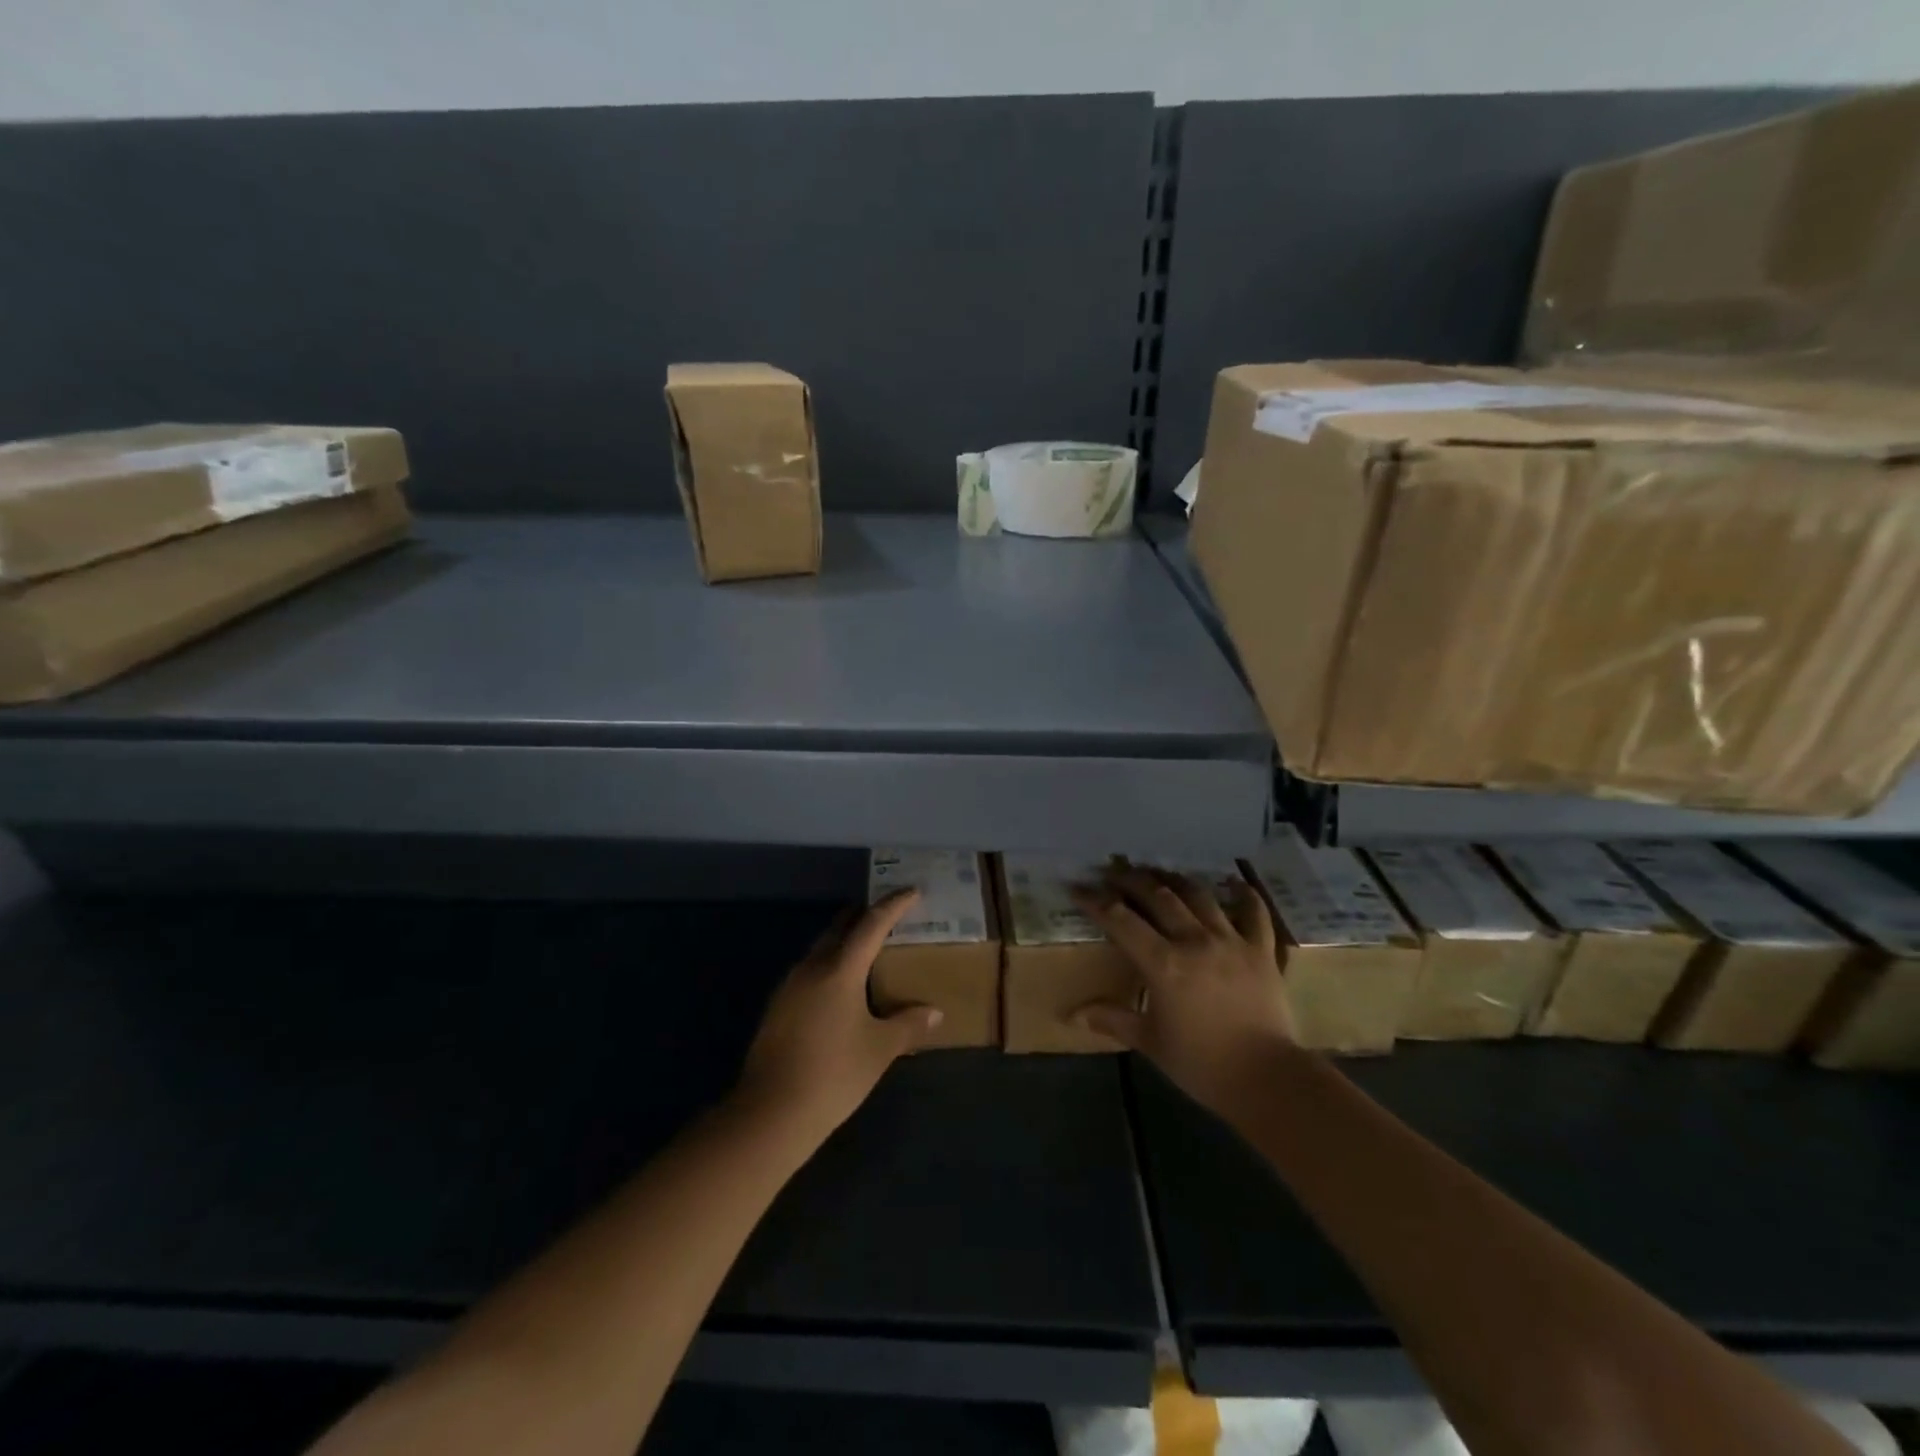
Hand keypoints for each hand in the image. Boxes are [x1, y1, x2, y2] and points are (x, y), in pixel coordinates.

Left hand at [732, 891, 942, 1144]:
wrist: (771, 1112)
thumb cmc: (834, 1074)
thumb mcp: (879, 1049)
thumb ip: (908, 1025)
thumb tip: (934, 1012)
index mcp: (840, 969)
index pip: (871, 924)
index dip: (893, 905)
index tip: (912, 891)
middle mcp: (812, 967)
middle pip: (840, 928)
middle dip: (864, 916)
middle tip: (889, 915)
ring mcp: (790, 986)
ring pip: (822, 948)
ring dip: (845, 940)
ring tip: (869, 948)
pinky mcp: (778, 1006)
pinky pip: (810, 969)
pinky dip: (831, 964)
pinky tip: (841, 986)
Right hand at [1072, 866, 1297, 1113]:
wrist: (1267, 1079)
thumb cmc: (1202, 1064)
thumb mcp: (1150, 1042)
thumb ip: (1113, 1019)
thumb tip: (1071, 1015)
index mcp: (1163, 963)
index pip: (1120, 920)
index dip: (1096, 901)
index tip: (1078, 887)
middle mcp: (1194, 941)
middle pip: (1158, 896)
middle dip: (1132, 880)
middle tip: (1114, 872)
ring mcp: (1231, 941)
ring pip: (1199, 896)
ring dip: (1175, 879)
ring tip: (1160, 873)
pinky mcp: (1261, 951)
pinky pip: (1254, 913)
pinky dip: (1245, 895)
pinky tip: (1236, 883)